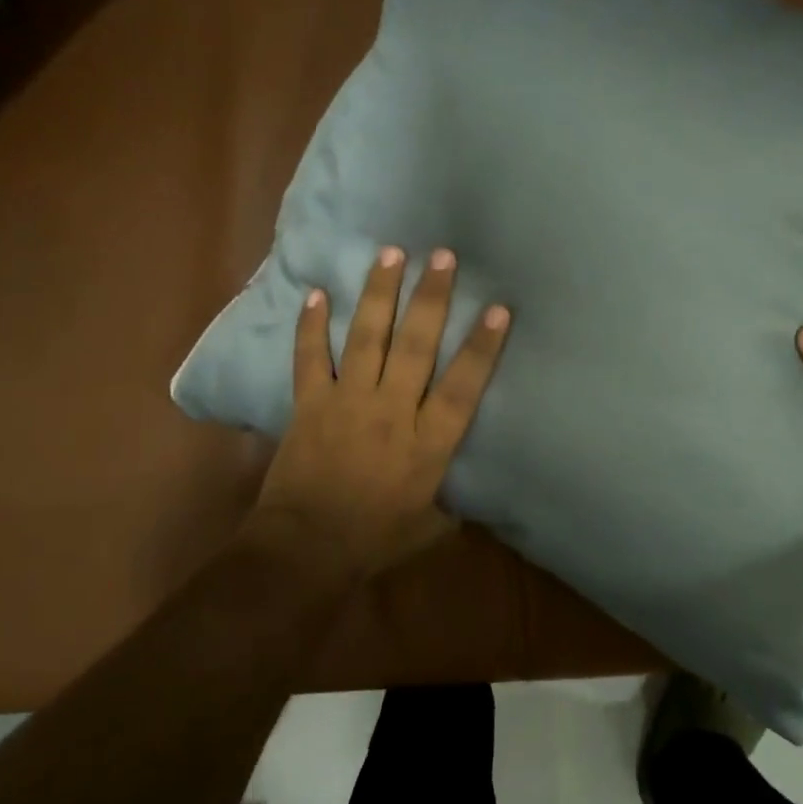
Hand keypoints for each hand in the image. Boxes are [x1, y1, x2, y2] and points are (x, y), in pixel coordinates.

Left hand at [250, 245, 510, 577]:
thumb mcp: (430, 527)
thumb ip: (451, 501)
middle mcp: (392, 411)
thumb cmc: (375, 540)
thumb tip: (468, 492)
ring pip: (367, 338)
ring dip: (379, 294)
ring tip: (390, 253)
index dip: (481, 347)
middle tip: (442, 256)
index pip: (462, 386)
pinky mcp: (310, 404)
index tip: (497, 309)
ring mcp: (347, 402)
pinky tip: (316, 293)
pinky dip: (311, 325)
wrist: (305, 550)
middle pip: (416, 346)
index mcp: (428, 443)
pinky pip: (310, 357)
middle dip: (430, 298)